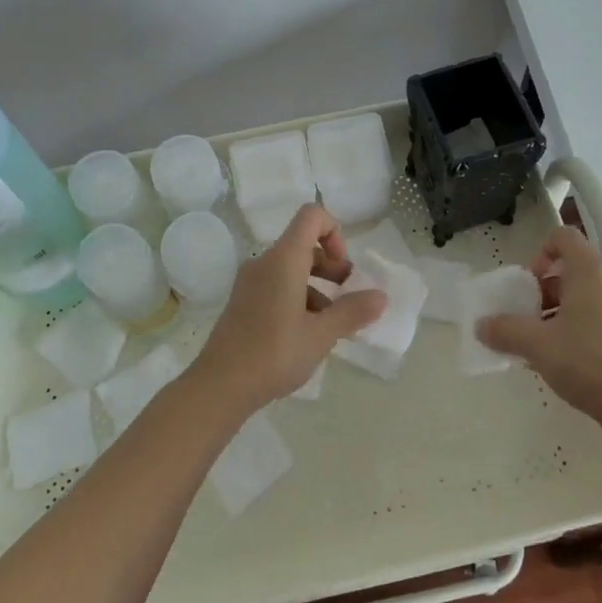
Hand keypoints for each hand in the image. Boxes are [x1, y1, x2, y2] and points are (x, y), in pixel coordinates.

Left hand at [191, 204, 386, 412]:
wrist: (219, 386)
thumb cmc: (274, 353)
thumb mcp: (321, 335)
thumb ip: (353, 311)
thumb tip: (381, 296)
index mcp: (283, 259)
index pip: (311, 216)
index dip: (335, 232)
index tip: (345, 270)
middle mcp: (264, 263)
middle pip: (303, 244)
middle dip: (332, 266)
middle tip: (347, 297)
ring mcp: (250, 283)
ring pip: (291, 269)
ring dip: (317, 286)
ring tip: (331, 323)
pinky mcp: (244, 303)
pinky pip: (277, 286)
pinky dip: (298, 299)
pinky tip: (307, 334)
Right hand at [476, 225, 601, 440]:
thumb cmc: (585, 361)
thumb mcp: (536, 344)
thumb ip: (505, 330)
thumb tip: (481, 326)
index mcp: (590, 271)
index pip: (564, 236)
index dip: (540, 252)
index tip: (528, 284)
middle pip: (572, 267)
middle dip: (544, 287)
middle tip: (528, 315)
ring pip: (585, 293)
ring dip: (559, 309)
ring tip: (541, 341)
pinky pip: (598, 314)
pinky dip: (578, 325)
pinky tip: (563, 357)